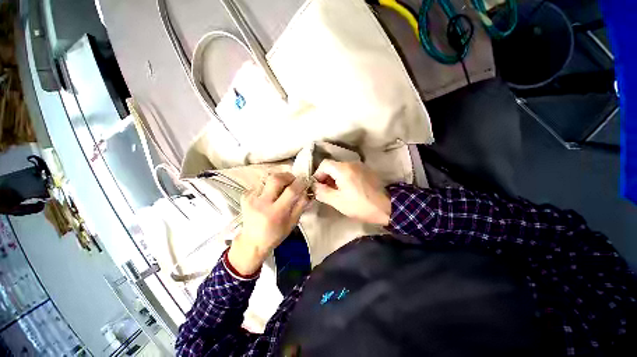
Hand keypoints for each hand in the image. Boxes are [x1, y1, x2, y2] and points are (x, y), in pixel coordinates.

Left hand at [228, 173, 309, 275]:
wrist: (251, 242)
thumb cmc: (275, 234)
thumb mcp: (293, 223)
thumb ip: (301, 205)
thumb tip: (307, 190)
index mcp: (275, 213)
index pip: (291, 191)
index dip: (300, 183)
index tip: (305, 181)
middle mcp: (261, 203)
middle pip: (276, 178)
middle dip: (288, 176)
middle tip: (293, 181)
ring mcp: (251, 198)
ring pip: (268, 178)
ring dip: (279, 180)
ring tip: (282, 188)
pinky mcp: (245, 196)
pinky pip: (261, 183)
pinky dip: (269, 185)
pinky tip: (271, 194)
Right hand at [313, 160, 390, 225]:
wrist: (386, 207)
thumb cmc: (360, 205)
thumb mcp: (338, 201)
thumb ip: (322, 192)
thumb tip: (314, 186)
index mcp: (343, 169)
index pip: (324, 164)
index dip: (318, 174)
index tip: (317, 187)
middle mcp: (351, 163)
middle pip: (333, 166)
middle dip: (326, 177)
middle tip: (325, 191)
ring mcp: (360, 166)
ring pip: (341, 168)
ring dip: (335, 178)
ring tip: (336, 192)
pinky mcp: (366, 171)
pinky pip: (350, 171)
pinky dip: (344, 178)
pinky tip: (347, 189)